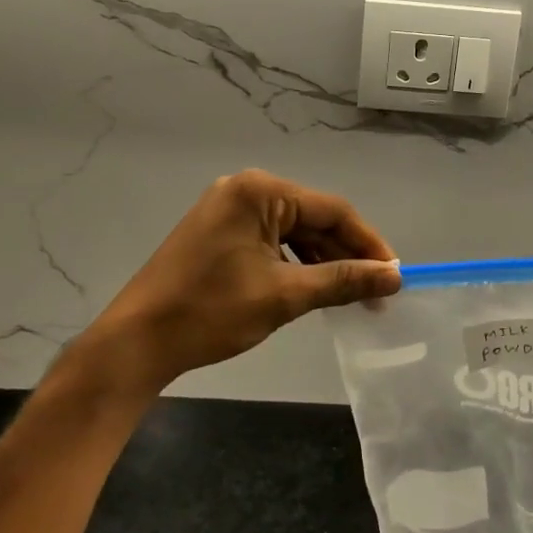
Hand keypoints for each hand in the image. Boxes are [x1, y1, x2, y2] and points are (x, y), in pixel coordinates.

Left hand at [76, 169, 400, 396]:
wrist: (136, 342)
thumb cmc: (211, 312)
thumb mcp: (285, 295)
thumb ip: (343, 280)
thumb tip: (394, 277)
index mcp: (260, 191)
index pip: (332, 210)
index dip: (368, 243)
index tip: (395, 276)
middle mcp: (246, 189)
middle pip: (314, 218)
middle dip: (347, 255)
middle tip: (377, 293)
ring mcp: (228, 209)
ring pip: (294, 231)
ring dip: (323, 261)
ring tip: (351, 295)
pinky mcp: (219, 232)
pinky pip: (271, 240)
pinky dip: (296, 263)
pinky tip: (314, 287)